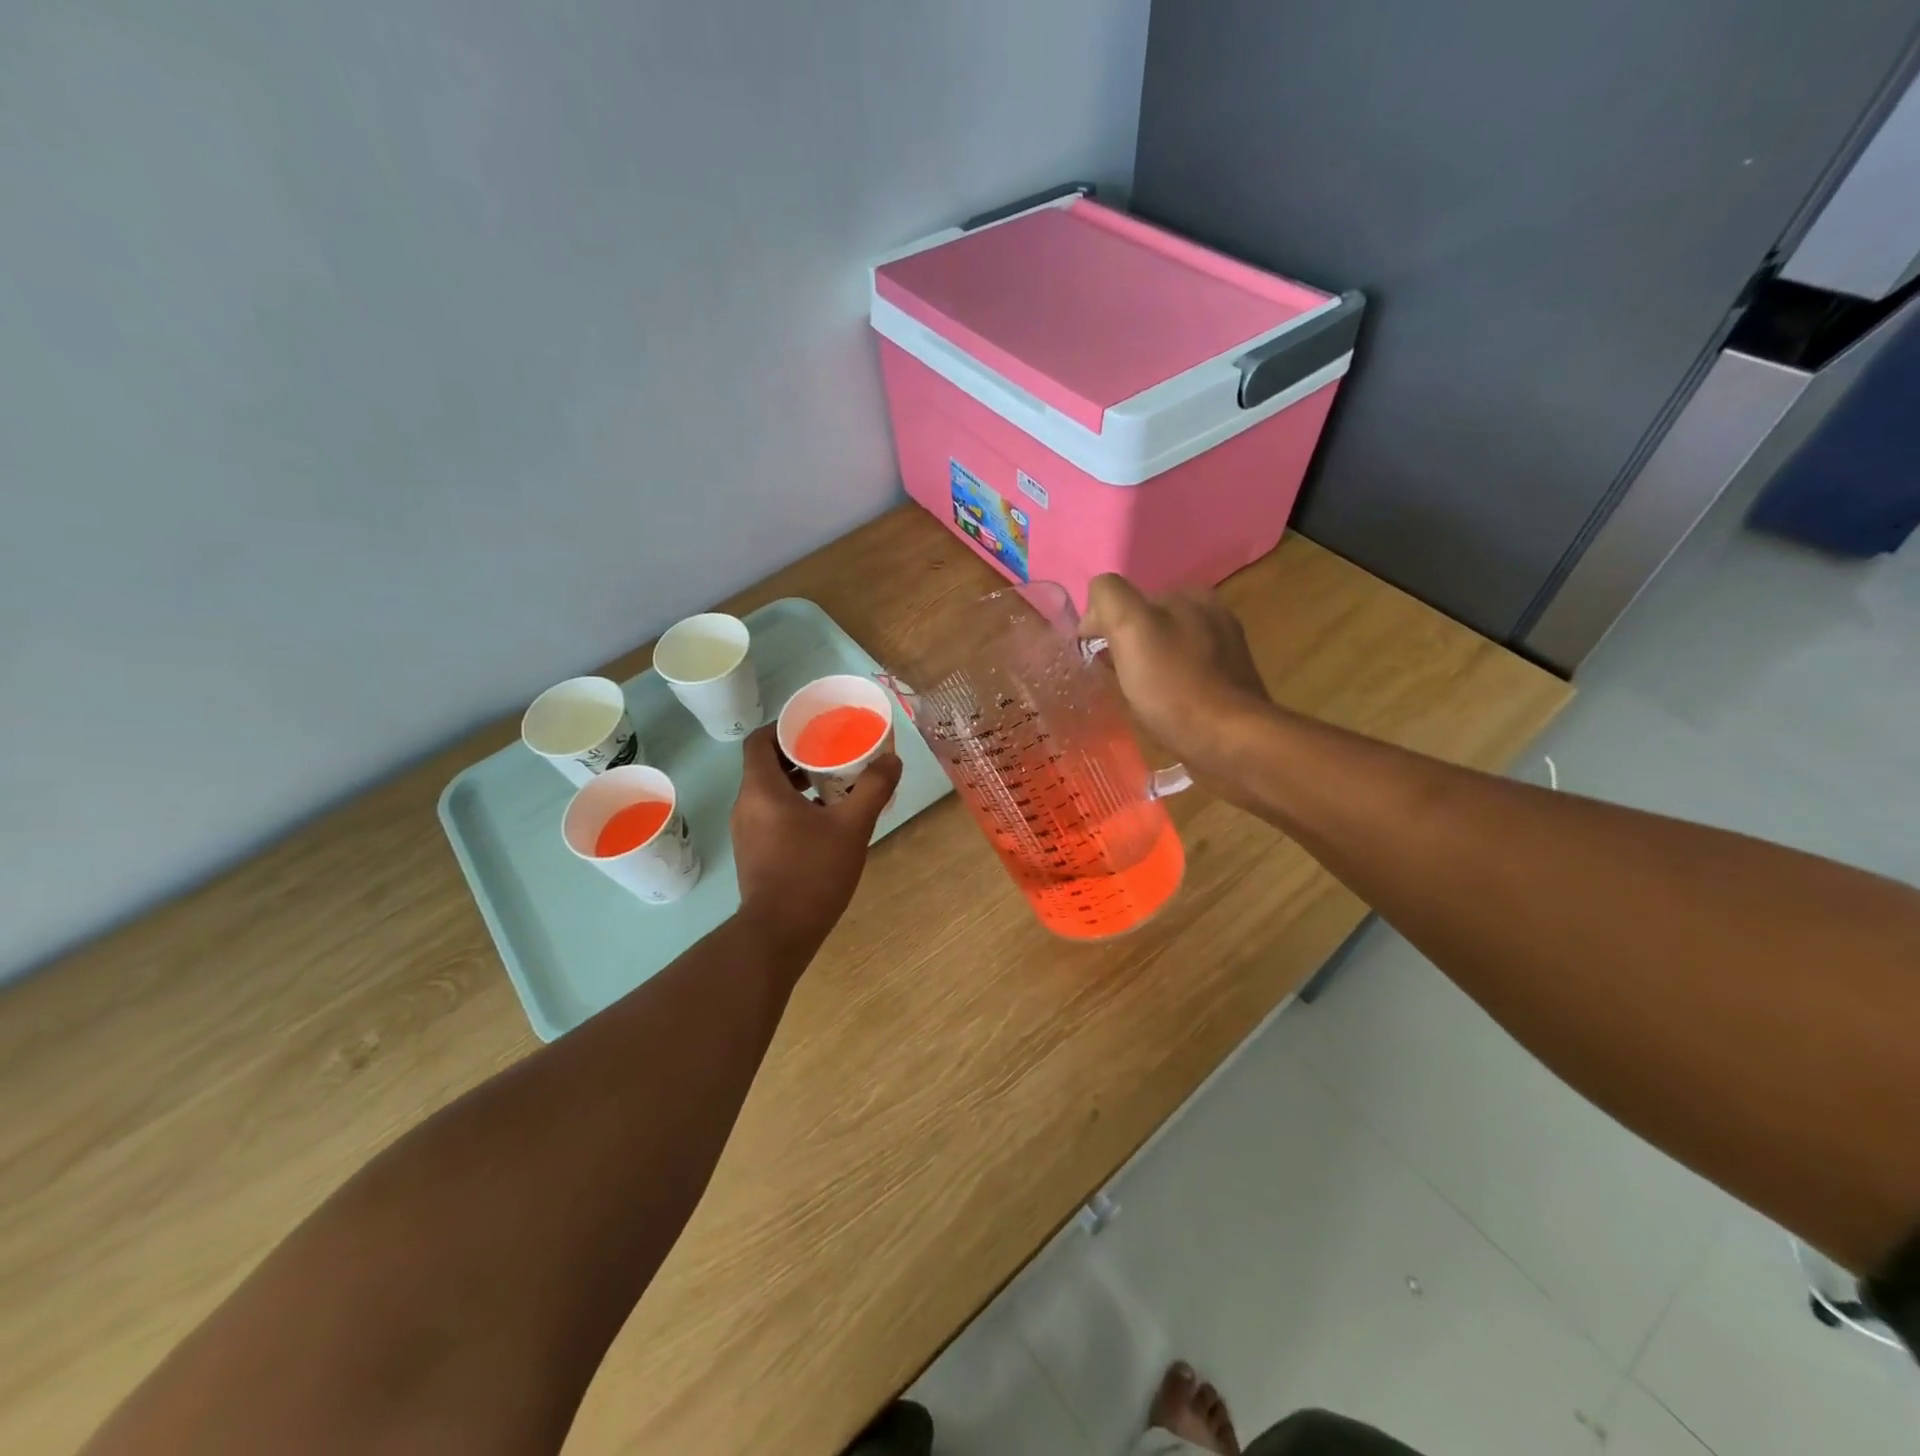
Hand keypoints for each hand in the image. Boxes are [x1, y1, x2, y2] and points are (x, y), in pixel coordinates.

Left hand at [730, 724, 903, 955]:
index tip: (814, 727)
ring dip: (797, 782)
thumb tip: (892, 759)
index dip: (784, 727)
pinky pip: (769, 814)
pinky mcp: (753, 851)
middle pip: (765, 764)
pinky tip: (824, 819)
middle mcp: (746, 804)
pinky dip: (792, 806)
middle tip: (833, 753)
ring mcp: (746, 831)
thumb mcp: (852, 826)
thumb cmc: (812, 872)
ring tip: (834, 784)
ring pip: (768, 791)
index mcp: (761, 789)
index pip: (759, 740)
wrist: (779, 932)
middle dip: (798, 754)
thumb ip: (873, 789)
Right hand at [1081, 574, 1274, 773]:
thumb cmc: (1175, 687)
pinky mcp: (1229, 684)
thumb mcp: (1131, 628)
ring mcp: (1225, 650)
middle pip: (1146, 625)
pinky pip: (1184, 676)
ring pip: (1165, 651)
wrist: (1229, 742)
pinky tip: (1165, 708)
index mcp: (1189, 595)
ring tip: (1139, 699)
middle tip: (1117, 682)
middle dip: (1126, 647)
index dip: (1105, 627)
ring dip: (1146, 669)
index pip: (1127, 598)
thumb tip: (1095, 610)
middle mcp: (1212, 615)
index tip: (1098, 659)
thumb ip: (1110, 598)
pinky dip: (1168, 688)